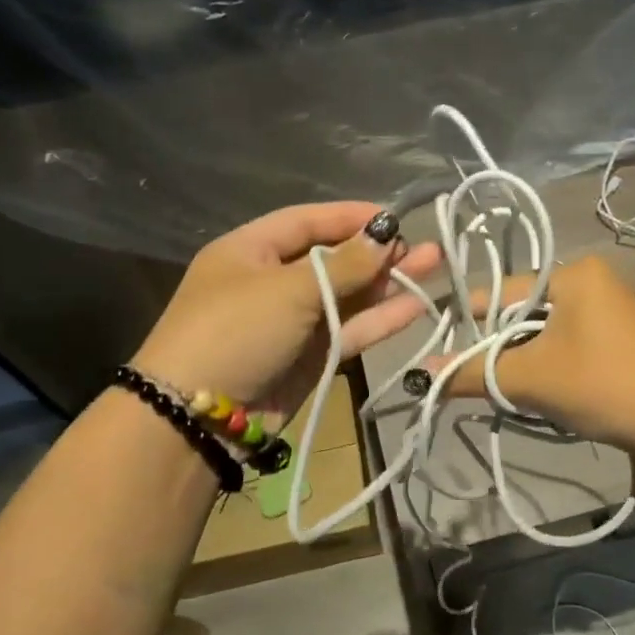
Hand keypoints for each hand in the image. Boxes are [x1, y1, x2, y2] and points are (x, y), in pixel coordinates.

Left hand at [132, 202, 442, 425]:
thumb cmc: (237, 332)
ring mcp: (292, 322)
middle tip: (424, 247)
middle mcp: (272, 282)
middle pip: (333, 259)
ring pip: (347, 296)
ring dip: (387, 284)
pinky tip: (416, 305)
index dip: (351, 217)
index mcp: (250, 251)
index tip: (395, 216)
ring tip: (434, 267)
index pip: (307, 221)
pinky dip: (380, 319)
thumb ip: (345, 264)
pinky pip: (349, 330)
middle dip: (377, 253)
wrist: (199, 418)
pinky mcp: (309, 358)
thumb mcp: (290, 289)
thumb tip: (386, 234)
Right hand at [430, 256, 634, 458]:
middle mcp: (589, 279)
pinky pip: (565, 342)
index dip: (467, 324)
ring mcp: (607, 307)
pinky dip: (547, 364)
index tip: (441, 353)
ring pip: (542, 331)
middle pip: (521, 312)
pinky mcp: (617, 335)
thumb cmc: (601, 384)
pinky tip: (542, 392)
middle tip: (477, 382)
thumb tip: (422, 373)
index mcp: (571, 273)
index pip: (500, 293)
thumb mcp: (529, 378)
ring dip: (522, 361)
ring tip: (510, 391)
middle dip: (498, 348)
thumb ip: (473, 372)